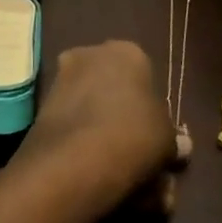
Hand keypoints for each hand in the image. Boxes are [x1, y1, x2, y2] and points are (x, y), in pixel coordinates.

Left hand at [13, 41, 175, 210]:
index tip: (154, 137)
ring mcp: (62, 76)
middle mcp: (92, 53)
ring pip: (90, 106)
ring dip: (101, 131)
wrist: (75, 159)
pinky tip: (91, 170)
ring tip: (114, 170)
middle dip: (123, 117)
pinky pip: (71, 121)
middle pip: (114, 87)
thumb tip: (180, 147)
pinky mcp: (41, 104)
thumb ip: (172, 140)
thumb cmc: (135, 136)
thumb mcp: (167, 141)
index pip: (145, 76)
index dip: (151, 110)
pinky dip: (81, 141)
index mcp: (128, 52)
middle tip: (135, 153)